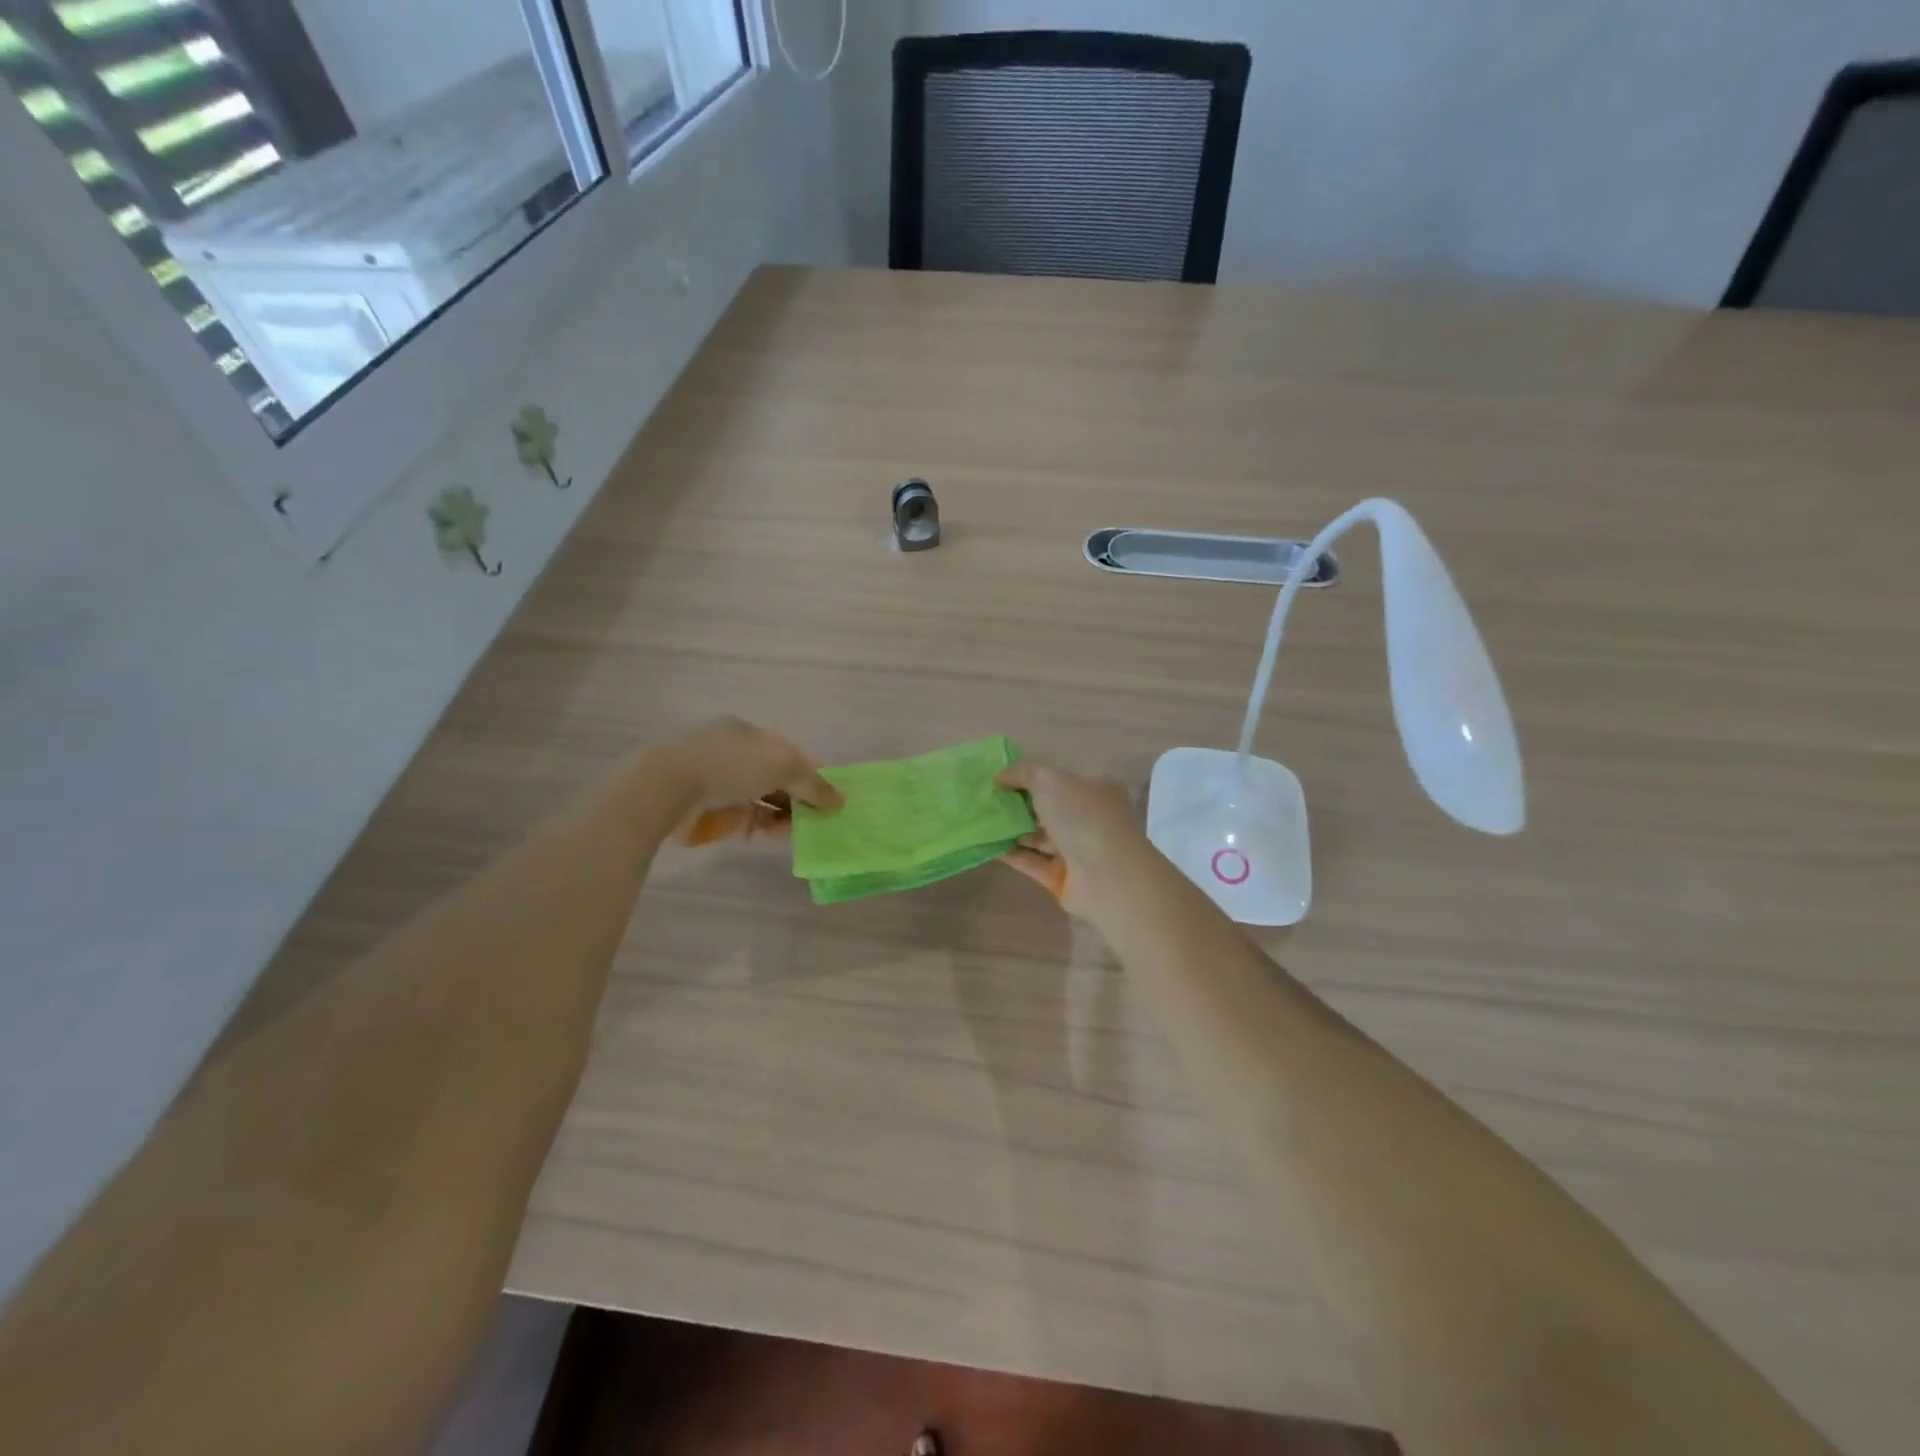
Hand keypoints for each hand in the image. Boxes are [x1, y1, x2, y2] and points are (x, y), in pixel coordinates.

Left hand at [664, 717, 841, 844]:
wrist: (665, 787)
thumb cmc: (730, 764)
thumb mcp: (784, 766)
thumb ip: (815, 784)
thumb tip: (840, 800)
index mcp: (748, 733)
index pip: (788, 752)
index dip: (812, 774)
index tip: (829, 798)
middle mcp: (730, 752)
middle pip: (774, 778)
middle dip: (797, 799)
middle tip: (815, 821)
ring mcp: (713, 781)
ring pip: (757, 800)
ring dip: (779, 816)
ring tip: (792, 833)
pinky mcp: (700, 808)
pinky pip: (737, 818)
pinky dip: (756, 827)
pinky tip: (767, 837)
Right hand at [996, 760, 1152, 918]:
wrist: (1107, 877)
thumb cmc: (1083, 817)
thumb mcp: (1050, 779)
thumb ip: (1023, 772)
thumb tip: (1000, 776)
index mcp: (1096, 788)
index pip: (1061, 776)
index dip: (1031, 774)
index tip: (1000, 776)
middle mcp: (1089, 817)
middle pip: (1048, 807)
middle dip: (1017, 802)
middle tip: (984, 799)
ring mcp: (1078, 849)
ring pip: (1039, 835)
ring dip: (1011, 828)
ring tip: (978, 821)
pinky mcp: (1062, 877)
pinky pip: (1031, 861)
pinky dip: (1010, 853)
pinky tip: (984, 845)